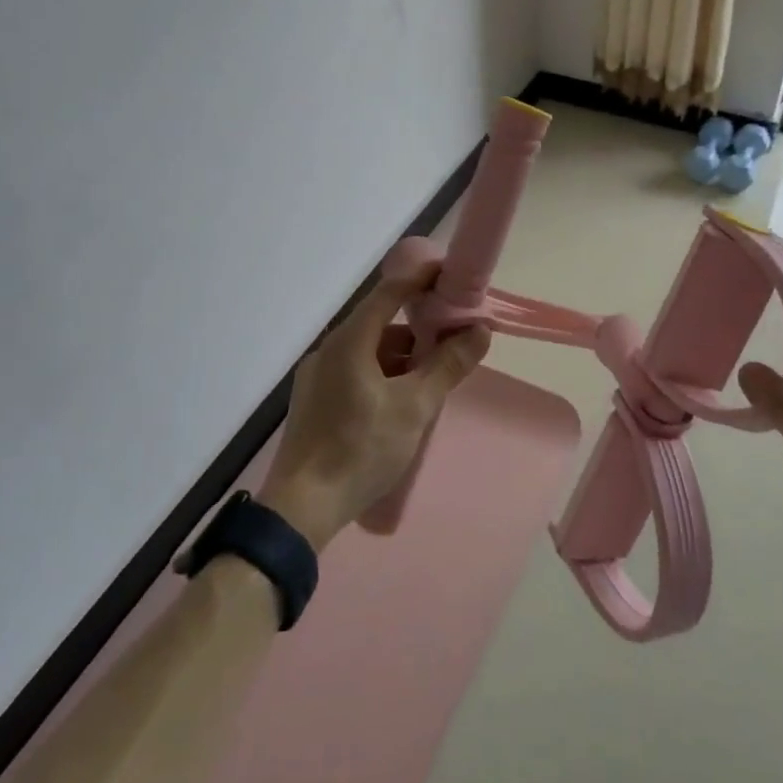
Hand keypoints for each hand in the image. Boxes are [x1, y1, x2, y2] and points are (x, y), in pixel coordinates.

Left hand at [257, 259, 490, 550]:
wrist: (302, 508)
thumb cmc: (361, 449)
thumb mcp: (415, 406)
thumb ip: (448, 364)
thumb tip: (480, 330)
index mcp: (349, 341)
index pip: (390, 293)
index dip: (421, 279)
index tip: (450, 275)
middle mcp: (329, 350)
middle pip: (380, 324)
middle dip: (418, 328)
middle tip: (453, 338)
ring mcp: (317, 376)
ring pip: (369, 351)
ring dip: (402, 357)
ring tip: (433, 378)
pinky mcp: (315, 401)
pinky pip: (356, 372)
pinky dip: (383, 375)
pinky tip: (402, 402)